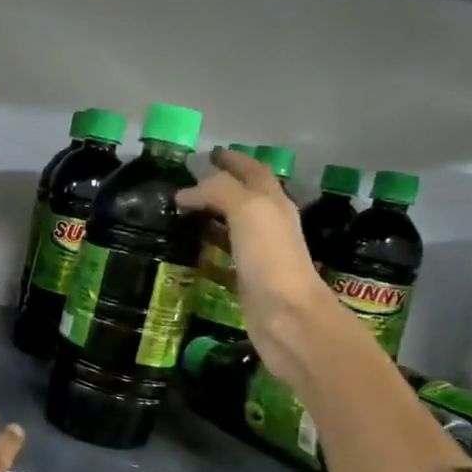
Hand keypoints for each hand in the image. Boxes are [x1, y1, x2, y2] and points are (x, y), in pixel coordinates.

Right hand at [177, 148, 332, 379]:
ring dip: (212, 217)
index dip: (233, 160)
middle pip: (245, 197)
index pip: (253, 171)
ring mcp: (260, 255)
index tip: (210, 153)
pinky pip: (224, 259)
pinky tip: (190, 253)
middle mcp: (269, 225)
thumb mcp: (248, 210)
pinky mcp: (248, 282)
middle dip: (220, 187)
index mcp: (273, 203)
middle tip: (189, 184)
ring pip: (234, 227)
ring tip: (184, 214)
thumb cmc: (271, 259)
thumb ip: (218, 191)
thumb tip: (185, 193)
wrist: (288, 318)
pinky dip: (208, 252)